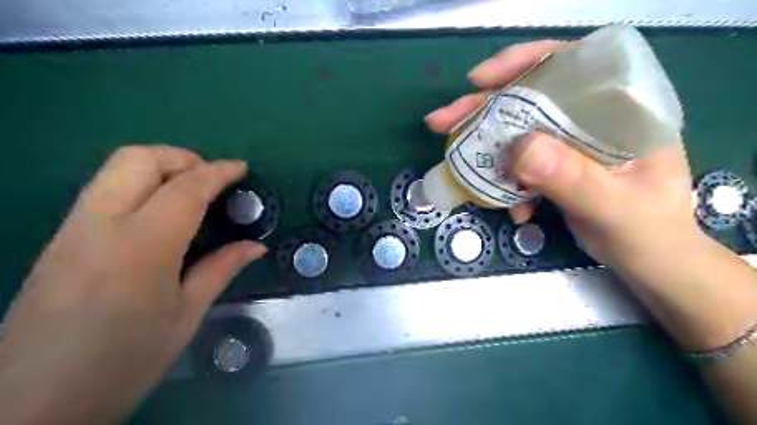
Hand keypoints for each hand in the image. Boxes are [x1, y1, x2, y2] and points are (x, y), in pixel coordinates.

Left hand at [0, 144, 265, 423]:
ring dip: (159, 167)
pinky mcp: (61, 239)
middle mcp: (100, 225)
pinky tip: (161, 213)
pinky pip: (104, 190)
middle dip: (182, 157)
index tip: (242, 168)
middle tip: (211, 178)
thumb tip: (257, 246)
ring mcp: (73, 229)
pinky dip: (140, 185)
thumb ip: (221, 269)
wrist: (31, 405)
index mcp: (141, 247)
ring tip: (191, 191)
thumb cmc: (125, 361)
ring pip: (115, 169)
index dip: (218, 172)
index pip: (184, 189)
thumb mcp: (186, 316)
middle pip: (138, 160)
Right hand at [425, 39, 696, 271]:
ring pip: (517, 130)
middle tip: (442, 121)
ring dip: (485, 145)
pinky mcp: (555, 166)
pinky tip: (510, 205)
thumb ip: (572, 178)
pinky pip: (518, 163)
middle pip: (530, 97)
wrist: (648, 261)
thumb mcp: (613, 207)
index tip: (480, 80)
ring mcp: (570, 143)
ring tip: (456, 159)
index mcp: (621, 109)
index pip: (571, 65)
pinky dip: (504, 180)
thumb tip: (518, 149)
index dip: (523, 64)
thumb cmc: (648, 232)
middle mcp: (592, 117)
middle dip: (483, 108)